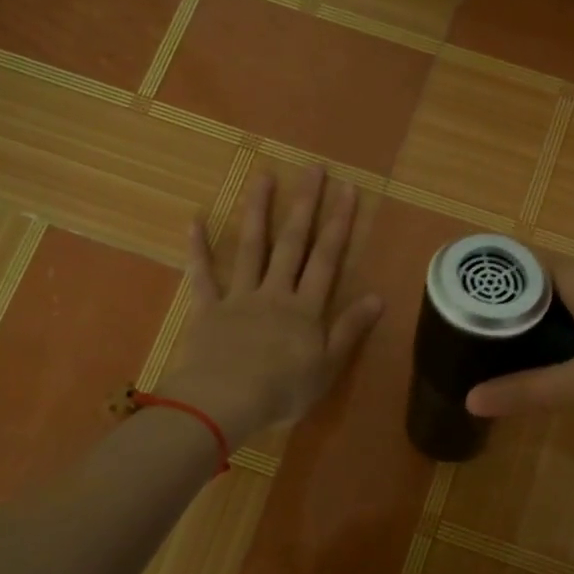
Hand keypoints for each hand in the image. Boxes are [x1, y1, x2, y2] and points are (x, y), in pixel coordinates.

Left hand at [157, 166, 382, 444]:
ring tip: (264, 176)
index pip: (327, 258)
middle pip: (293, 243)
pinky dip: (198, 249)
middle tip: (313, 169)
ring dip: (258, 211)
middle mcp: (275, 292)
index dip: (339, 223)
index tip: (347, 190)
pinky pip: (203, 276)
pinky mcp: (208, 310)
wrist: (224, 403)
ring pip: (252, 248)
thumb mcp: (328, 366)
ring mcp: (239, 297)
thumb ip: (350, 329)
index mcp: (305, 308)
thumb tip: (378, 297)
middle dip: (305, 205)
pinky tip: (195, 221)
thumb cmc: (282, 391)